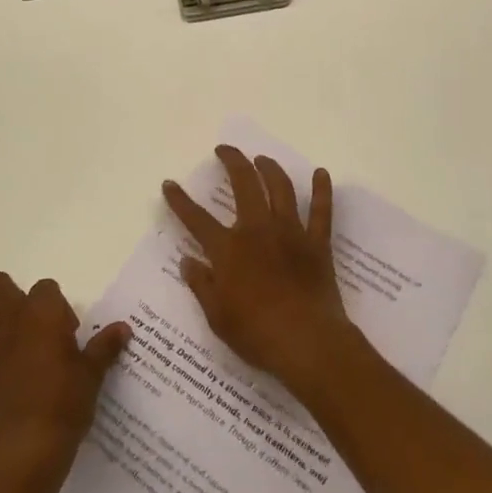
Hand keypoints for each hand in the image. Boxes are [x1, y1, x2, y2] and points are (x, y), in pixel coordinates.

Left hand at [0, 271, 131, 489]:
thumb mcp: (92, 374)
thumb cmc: (65, 404)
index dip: (55, 306)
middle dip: (7, 295)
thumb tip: (123, 327)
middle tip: (26, 324)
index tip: (65, 332)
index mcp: (41, 313)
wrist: (26, 448)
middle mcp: (8, 318)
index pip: (45, 287)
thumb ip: (104, 347)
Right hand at [162, 146, 354, 395]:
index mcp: (228, 249)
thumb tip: (187, 261)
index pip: (196, 219)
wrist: (307, 342)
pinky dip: (322, 190)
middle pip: (244, 184)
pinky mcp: (317, 243)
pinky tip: (321, 173)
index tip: (169, 183)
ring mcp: (290, 232)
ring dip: (269, 168)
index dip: (180, 200)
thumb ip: (201, 285)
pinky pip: (321, 211)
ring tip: (262, 159)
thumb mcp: (217, 316)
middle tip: (224, 150)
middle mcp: (257, 230)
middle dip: (232, 161)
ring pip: (280, 188)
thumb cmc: (257, 333)